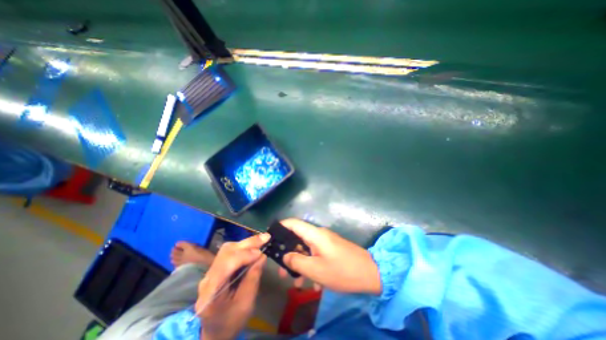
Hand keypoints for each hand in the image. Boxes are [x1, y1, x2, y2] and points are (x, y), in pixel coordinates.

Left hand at [197, 234, 268, 339]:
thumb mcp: (246, 304)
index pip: (226, 265)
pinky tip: (253, 246)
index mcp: (211, 292)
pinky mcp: (216, 267)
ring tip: (261, 241)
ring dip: (246, 244)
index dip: (244, 255)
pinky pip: (230, 252)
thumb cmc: (231, 322)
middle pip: (226, 252)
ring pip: (228, 249)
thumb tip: (262, 256)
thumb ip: (253, 278)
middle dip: (247, 244)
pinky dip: (243, 247)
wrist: (215, 331)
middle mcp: (207, 277)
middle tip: (266, 237)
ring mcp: (210, 271)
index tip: (261, 253)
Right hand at [278, 218, 377, 294]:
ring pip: (307, 250)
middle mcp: (319, 235)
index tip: (270, 236)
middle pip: (298, 239)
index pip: (293, 223)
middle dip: (289, 254)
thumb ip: (297, 261)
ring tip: (297, 284)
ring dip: (301, 265)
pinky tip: (315, 285)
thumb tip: (285, 256)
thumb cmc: (342, 271)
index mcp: (315, 234)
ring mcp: (326, 242)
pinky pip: (316, 255)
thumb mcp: (316, 270)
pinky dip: (312, 267)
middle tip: (282, 272)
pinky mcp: (331, 249)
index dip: (281, 226)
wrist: (371, 273)